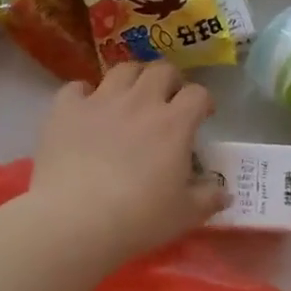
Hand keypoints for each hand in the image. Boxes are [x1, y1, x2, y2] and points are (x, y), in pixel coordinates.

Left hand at [29, 62, 224, 264]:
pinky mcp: (65, 109)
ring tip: (130, 97)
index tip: (202, 116)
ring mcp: (100, 101)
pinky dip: (83, 95)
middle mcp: (139, 102)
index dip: (203, 101)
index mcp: (174, 124)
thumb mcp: (184, 215)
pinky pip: (76, 87)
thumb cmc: (138, 218)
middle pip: (161, 70)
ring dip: (132, 79)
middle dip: (170, 80)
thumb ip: (208, 198)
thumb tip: (225, 192)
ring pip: (122, 70)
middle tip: (167, 101)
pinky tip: (85, 110)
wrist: (75, 220)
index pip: (198, 94)